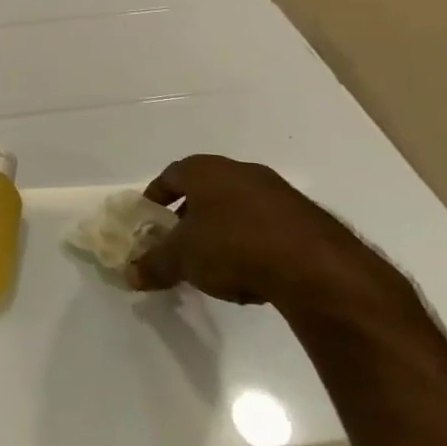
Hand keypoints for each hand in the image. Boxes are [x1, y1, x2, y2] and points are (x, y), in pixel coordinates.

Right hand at [130, 155, 406, 319]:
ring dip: (222, 231)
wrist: (316, 268)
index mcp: (205, 170)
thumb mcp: (182, 259)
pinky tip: (252, 273)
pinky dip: (253, 243)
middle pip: (204, 190)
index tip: (149, 220)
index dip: (155, 198)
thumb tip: (129, 275)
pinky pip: (266, 225)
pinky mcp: (306, 217)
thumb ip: (153, 265)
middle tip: (179, 244)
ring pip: (237, 208)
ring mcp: (278, 192)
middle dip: (189, 217)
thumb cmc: (233, 247)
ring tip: (215, 264)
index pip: (170, 175)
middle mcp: (241, 171)